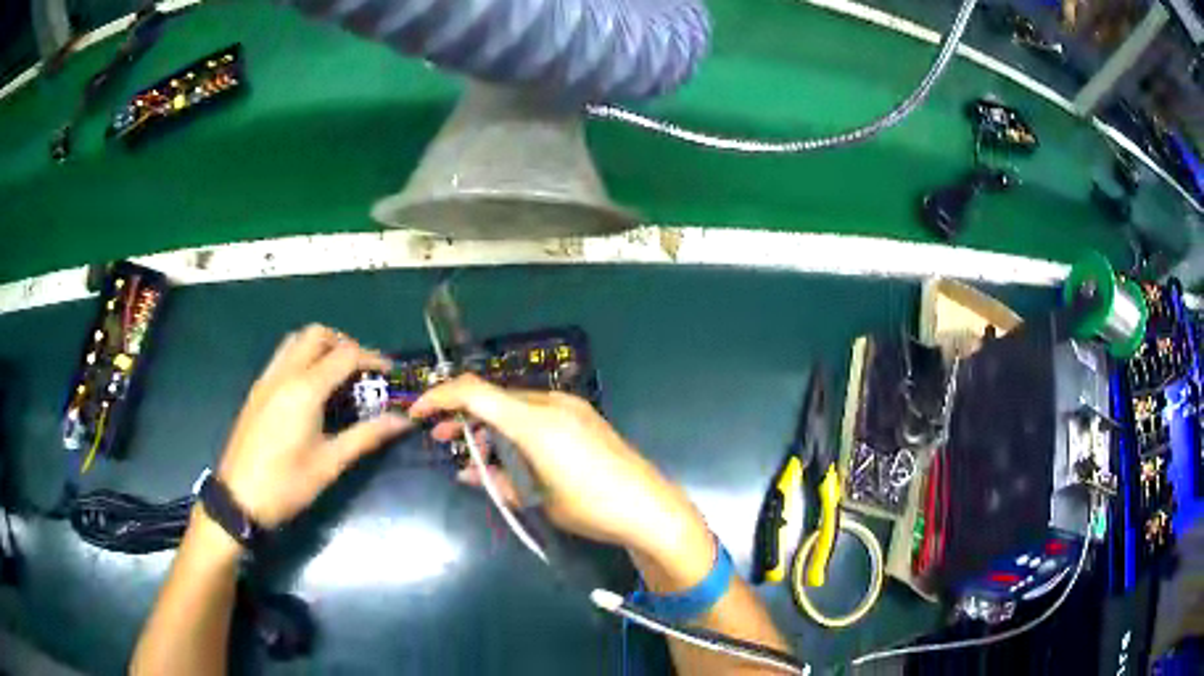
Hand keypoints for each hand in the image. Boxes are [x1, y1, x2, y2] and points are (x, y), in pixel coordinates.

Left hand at [216, 324, 411, 528]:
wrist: (239, 499)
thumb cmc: (287, 484)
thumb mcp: (330, 463)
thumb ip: (367, 436)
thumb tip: (403, 421)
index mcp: (305, 389)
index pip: (345, 355)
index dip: (373, 358)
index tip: (390, 373)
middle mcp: (284, 373)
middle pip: (317, 334)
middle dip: (345, 344)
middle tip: (361, 371)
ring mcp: (267, 379)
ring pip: (296, 341)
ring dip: (321, 347)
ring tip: (338, 376)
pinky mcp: (257, 390)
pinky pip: (282, 356)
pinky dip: (302, 357)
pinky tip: (311, 390)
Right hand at [409, 375, 713, 580]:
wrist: (649, 508)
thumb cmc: (591, 508)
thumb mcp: (536, 498)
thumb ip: (496, 481)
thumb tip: (465, 473)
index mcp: (536, 421)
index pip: (475, 392)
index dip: (440, 397)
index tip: (418, 413)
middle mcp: (551, 404)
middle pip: (494, 397)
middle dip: (462, 415)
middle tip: (441, 438)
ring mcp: (571, 408)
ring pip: (514, 406)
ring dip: (488, 423)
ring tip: (473, 451)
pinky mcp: (583, 417)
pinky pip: (536, 414)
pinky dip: (513, 427)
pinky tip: (507, 451)